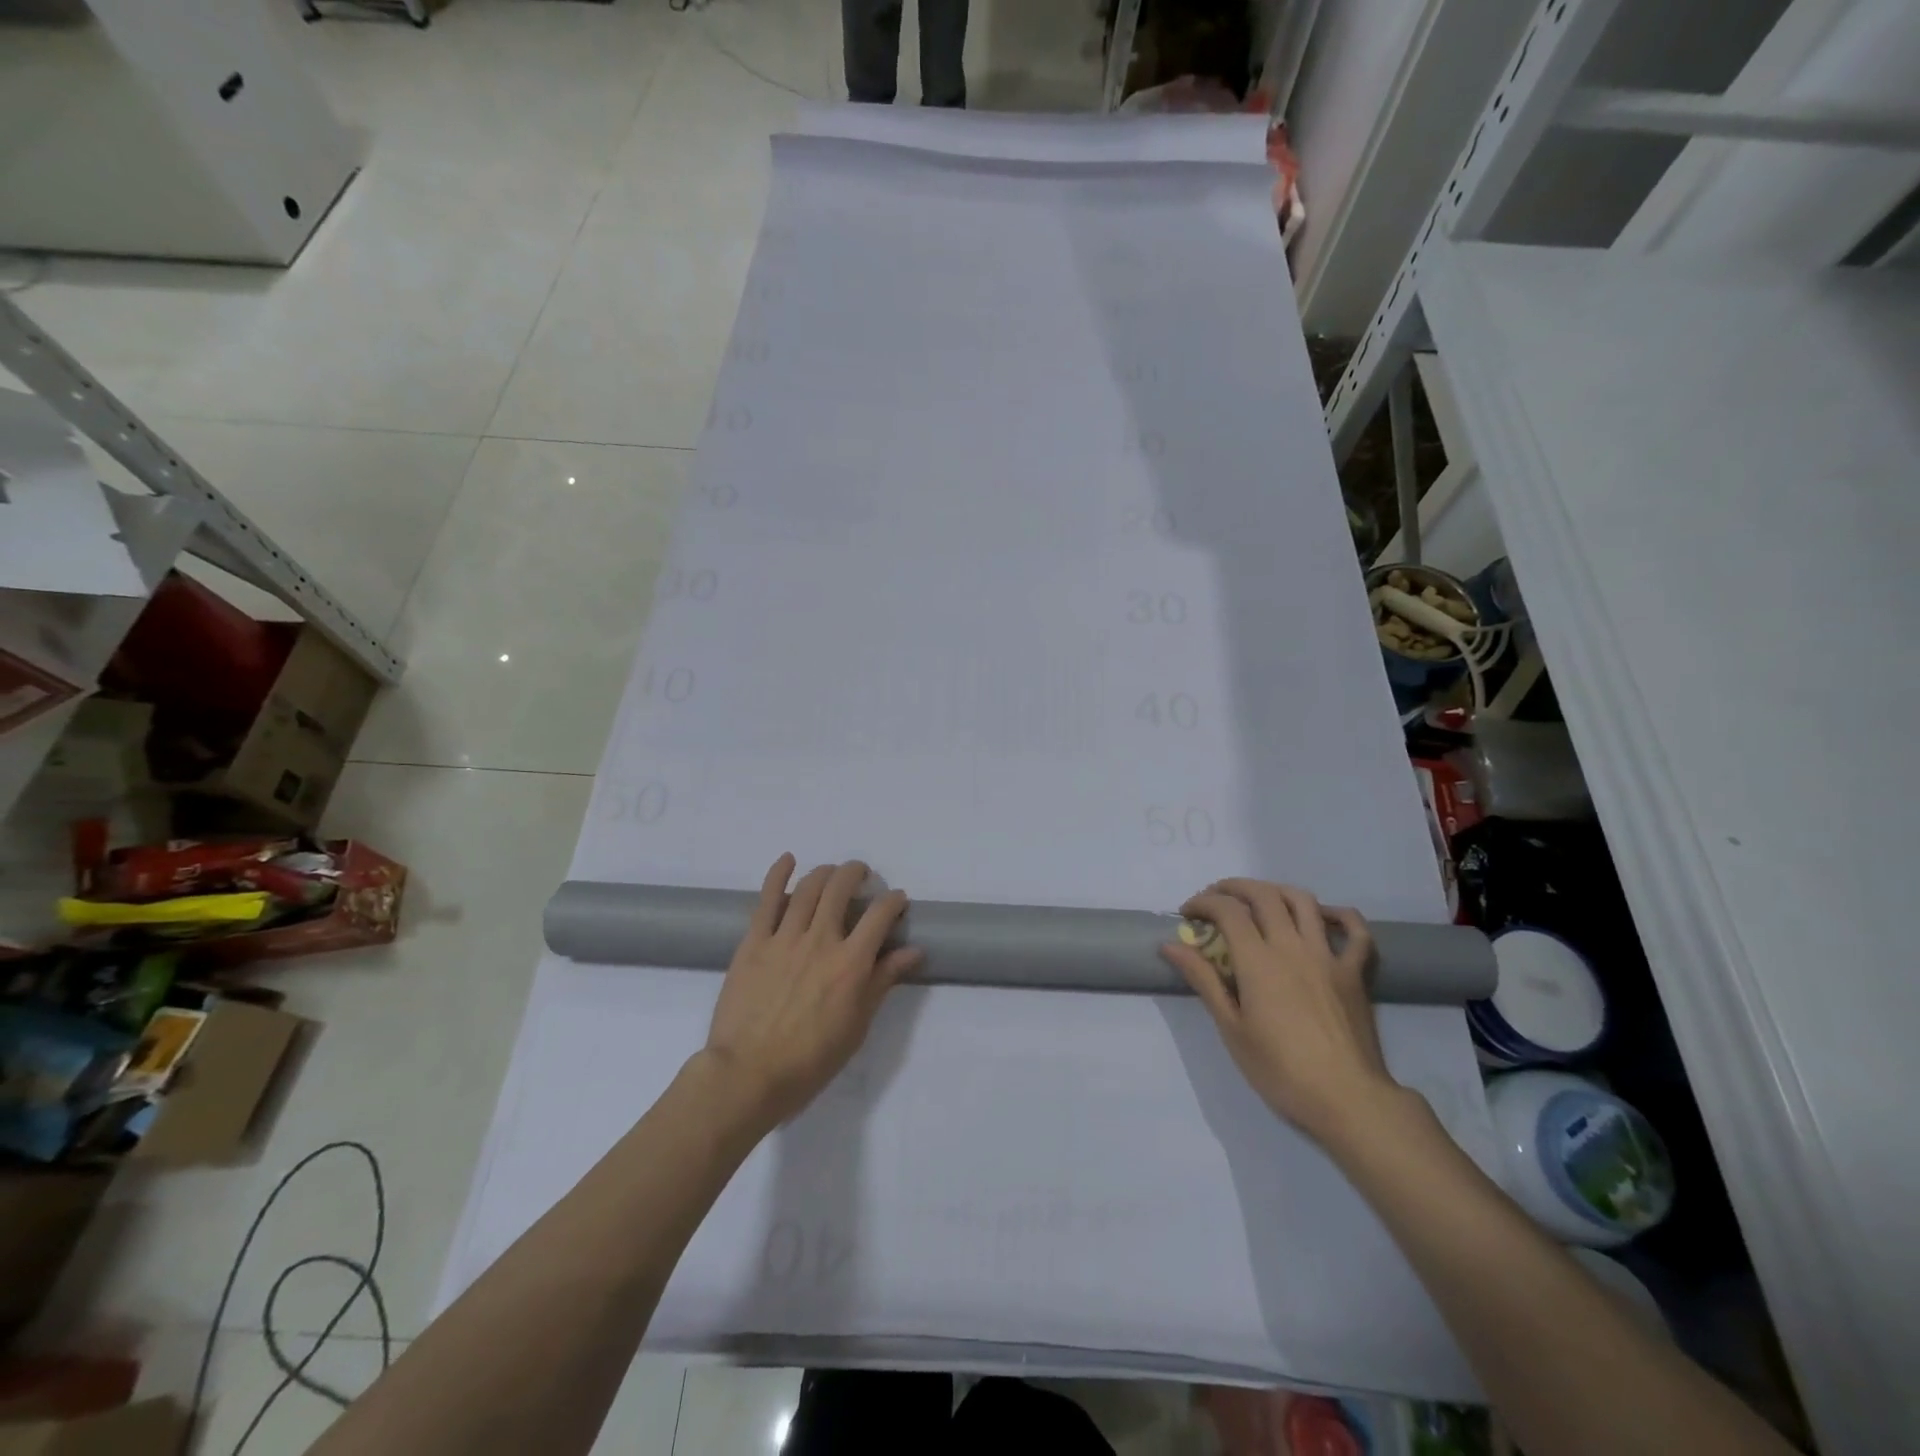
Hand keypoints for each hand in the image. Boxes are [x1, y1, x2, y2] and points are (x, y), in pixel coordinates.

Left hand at [702, 854, 922, 1130]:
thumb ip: (882, 982)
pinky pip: (766, 899)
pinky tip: (788, 859)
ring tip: (832, 873)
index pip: (881, 915)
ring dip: (825, 872)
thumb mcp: (857, 1026)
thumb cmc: (810, 1060)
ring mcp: (784, 937)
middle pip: (841, 887)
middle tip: (862, 876)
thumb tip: (913, 950)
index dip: (894, 901)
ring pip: (808, 887)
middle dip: (856, 873)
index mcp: (851, 963)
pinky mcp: (754, 942)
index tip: (897, 900)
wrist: (748, 1075)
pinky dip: (778, 874)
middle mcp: (821, 940)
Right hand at [1161, 879, 1405, 1149]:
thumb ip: (1204, 980)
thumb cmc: (1280, 1069)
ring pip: (1304, 902)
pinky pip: (1355, 931)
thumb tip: (1171, 945)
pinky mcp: (1354, 972)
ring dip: (1276, 890)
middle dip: (1234, 888)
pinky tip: (1322, 916)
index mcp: (1259, 960)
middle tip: (1215, 898)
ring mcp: (1328, 956)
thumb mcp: (1231, 1028)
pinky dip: (1338, 914)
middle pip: (1263, 896)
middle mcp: (1293, 946)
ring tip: (1259, 899)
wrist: (1347, 1099)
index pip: (1227, 911)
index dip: (1203, 903)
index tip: (1187, 914)